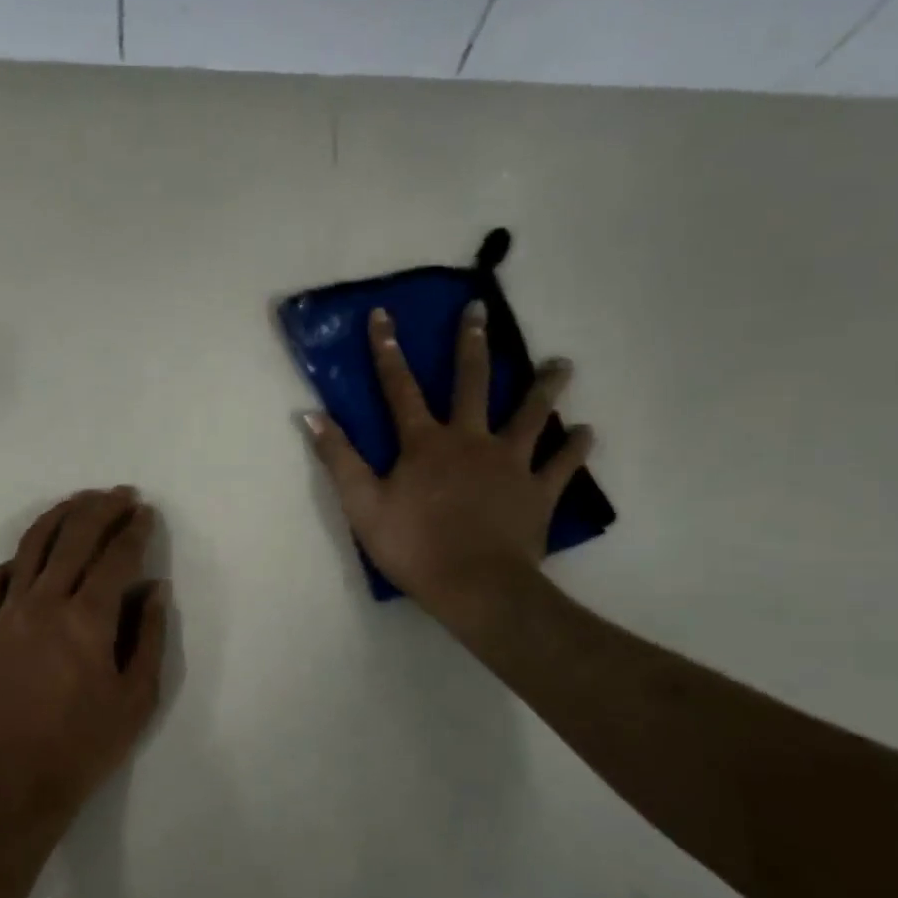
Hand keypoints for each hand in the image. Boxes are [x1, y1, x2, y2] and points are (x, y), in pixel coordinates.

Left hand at [0, 487, 169, 829]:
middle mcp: (45, 603)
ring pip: (32, 547)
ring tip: (80, 502)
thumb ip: (149, 636)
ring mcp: (8, 613)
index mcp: (87, 619)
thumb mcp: (138, 697)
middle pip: (74, 538)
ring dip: (59, 517)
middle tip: (121, 494)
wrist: (18, 780)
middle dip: (101, 509)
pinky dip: (15, 560)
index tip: (146, 512)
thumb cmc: (87, 743)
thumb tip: (155, 589)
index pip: (116, 558)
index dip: (135, 531)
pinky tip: (30, 556)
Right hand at [306, 303, 593, 635]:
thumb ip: (339, 458)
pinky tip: (585, 431)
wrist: (474, 586)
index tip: (384, 314)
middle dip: (471, 345)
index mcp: (425, 444)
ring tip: (561, 363)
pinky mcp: (539, 491)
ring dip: (545, 386)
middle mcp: (470, 441)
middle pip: (472, 384)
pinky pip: (562, 463)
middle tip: (480, 311)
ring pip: (531, 414)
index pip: (399, 388)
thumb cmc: (412, 546)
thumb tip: (311, 415)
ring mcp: (511, 463)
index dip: (388, 350)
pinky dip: (574, 446)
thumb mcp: (361, 505)